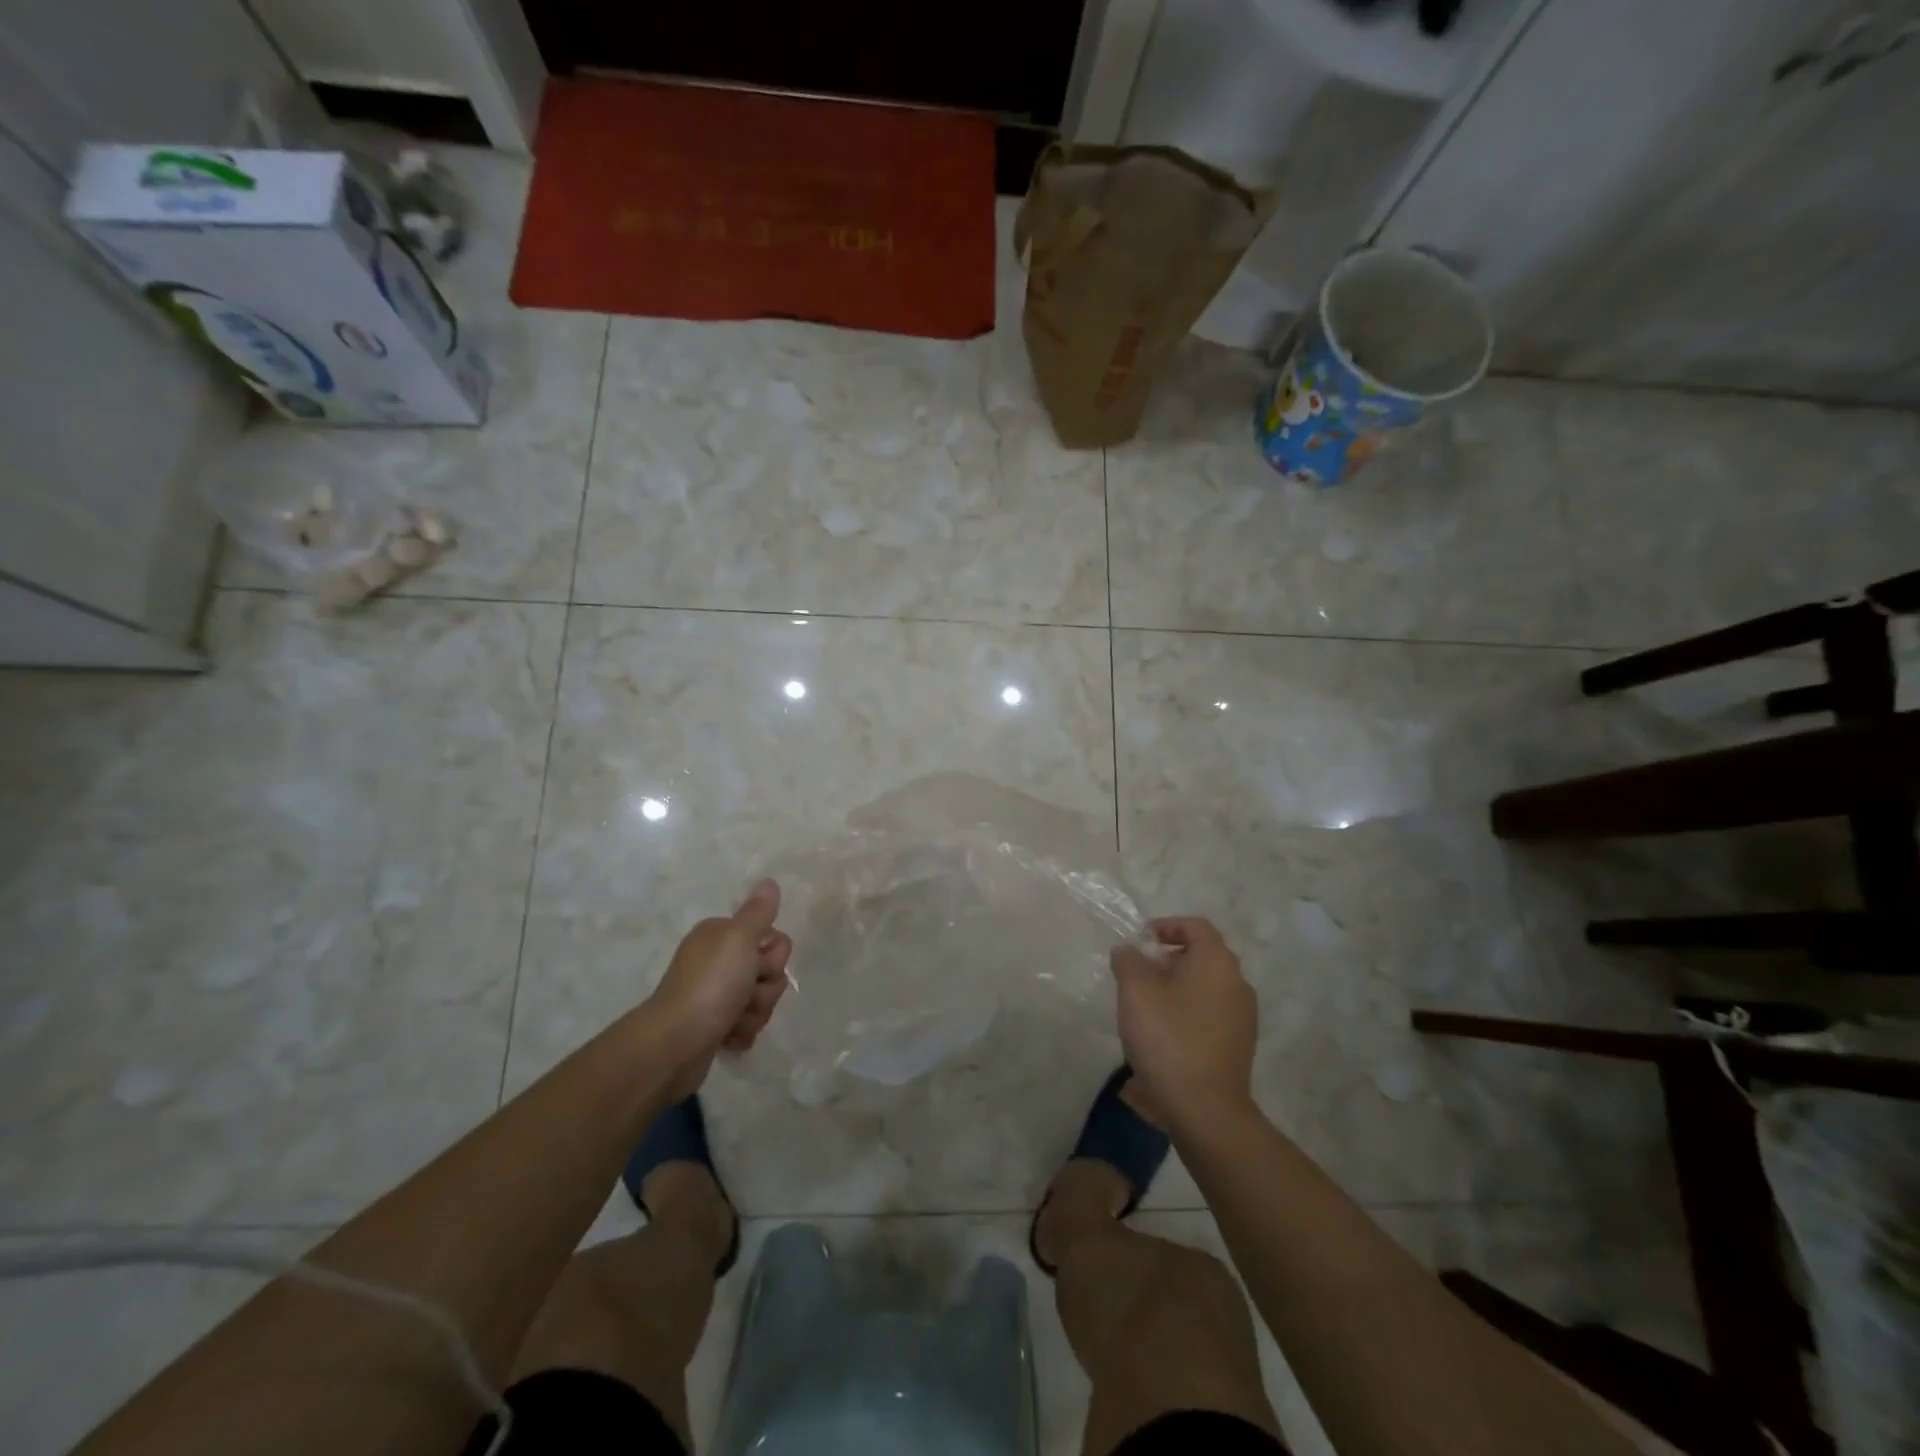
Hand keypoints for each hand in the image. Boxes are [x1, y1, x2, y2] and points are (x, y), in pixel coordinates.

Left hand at [646, 880, 791, 1098]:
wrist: (674, 1044)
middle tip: (746, 994)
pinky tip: (729, 1038)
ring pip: (761, 1000)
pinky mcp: (714, 1026)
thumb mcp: (738, 938)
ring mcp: (715, 995)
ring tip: (734, 1020)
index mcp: (721, 935)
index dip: (773, 956)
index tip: (756, 965)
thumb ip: (758, 911)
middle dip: (766, 988)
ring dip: (755, 1013)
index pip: (772, 938)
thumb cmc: (710, 985)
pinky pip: (747, 1026)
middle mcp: (717, 961)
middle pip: (769, 970)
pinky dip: (742, 1033)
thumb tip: (768, 882)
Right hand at [1110, 917, 1257, 1123]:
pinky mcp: (1239, 1046)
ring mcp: (1243, 1017)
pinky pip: (1211, 1014)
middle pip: (1203, 956)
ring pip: (1207, 987)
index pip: (1195, 926)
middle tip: (1139, 973)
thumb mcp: (1135, 991)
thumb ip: (1128, 962)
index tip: (1142, 940)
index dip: (1167, 926)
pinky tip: (1164, 1034)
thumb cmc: (1168, 1038)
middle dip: (1169, 958)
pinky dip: (1188, 1011)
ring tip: (1146, 1006)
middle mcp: (1237, 983)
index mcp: (1216, 962)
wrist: (1205, 1109)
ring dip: (1177, 987)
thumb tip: (1129, 952)